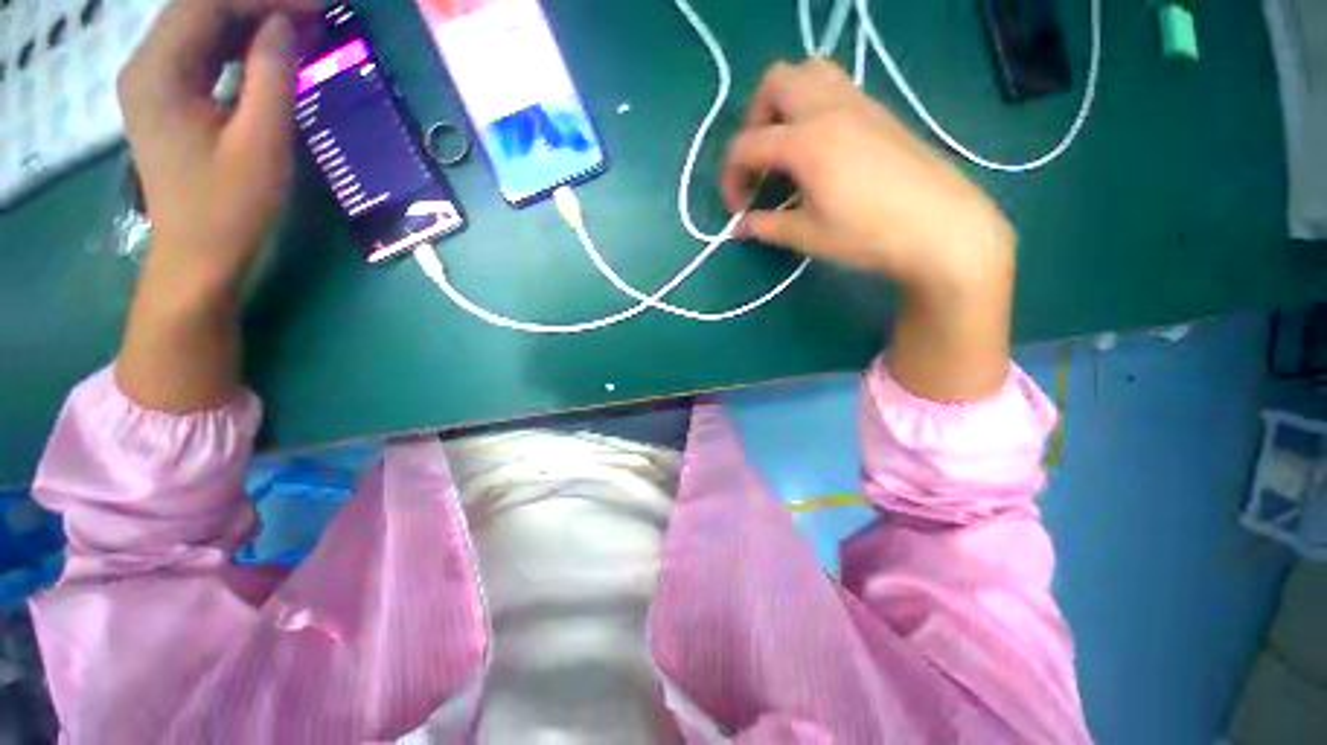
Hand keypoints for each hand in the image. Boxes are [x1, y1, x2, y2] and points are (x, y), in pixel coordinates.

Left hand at [118, 0, 314, 302]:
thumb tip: (285, 26)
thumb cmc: (231, 207)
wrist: (198, 257)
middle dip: (255, 4)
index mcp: (157, 72)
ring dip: (246, 22)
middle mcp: (144, 66)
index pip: (205, 4)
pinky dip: (234, 45)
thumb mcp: (261, 143)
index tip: (315, 6)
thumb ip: (271, 77)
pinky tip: (266, 50)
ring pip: (199, 29)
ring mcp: (151, 83)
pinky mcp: (164, 100)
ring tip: (297, 27)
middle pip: (197, 9)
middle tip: (310, 14)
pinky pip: (199, 55)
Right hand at [722, 60, 1014, 401]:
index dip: (730, 177)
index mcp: (807, 141)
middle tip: (759, 161)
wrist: (943, 228)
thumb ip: (767, 226)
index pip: (747, 144)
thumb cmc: (869, 235)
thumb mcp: (808, 236)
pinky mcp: (880, 111)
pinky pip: (836, 86)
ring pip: (809, 71)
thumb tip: (740, 227)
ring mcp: (860, 103)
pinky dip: (813, 105)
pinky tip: (819, 147)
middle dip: (754, 119)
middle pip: (775, 81)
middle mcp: (830, 108)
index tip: (737, 209)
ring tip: (786, 145)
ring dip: (785, 102)